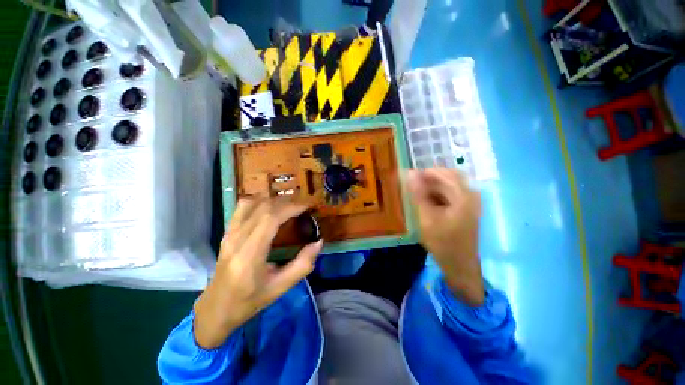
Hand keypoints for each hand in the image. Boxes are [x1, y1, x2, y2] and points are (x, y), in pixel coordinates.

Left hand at [193, 198, 323, 348]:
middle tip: (304, 204)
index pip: (270, 218)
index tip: (308, 206)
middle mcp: (236, 238)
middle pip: (263, 207)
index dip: (291, 207)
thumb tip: (319, 242)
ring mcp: (229, 233)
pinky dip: (260, 200)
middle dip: (287, 201)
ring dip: (274, 199)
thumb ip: (302, 265)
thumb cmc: (249, 301)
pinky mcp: (228, 231)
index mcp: (249, 255)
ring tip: (290, 204)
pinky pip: (243, 206)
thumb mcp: (280, 288)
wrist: (216, 308)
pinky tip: (271, 207)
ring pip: (252, 202)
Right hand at [406, 169, 483, 305]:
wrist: (459, 266)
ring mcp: (469, 203)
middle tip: (410, 185)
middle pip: (448, 178)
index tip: (409, 177)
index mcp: (464, 196)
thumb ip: (418, 195)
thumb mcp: (426, 217)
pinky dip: (435, 196)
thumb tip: (409, 173)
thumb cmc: (443, 243)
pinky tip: (424, 203)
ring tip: (415, 194)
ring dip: (431, 188)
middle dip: (428, 180)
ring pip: (447, 187)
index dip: (426, 172)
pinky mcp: (464, 210)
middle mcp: (470, 196)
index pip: (445, 173)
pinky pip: (448, 196)